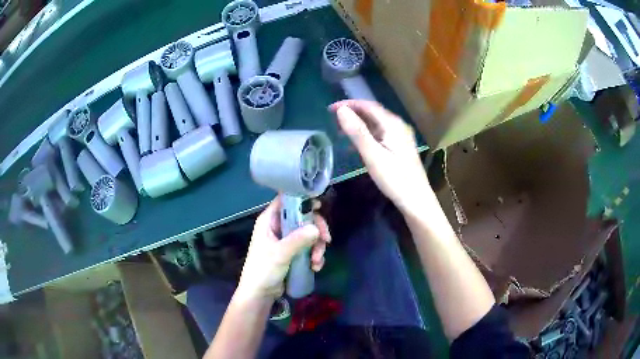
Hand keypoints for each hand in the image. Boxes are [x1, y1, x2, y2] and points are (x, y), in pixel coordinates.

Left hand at [236, 195, 330, 301]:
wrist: (260, 294)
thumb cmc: (263, 270)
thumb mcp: (280, 254)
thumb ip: (298, 240)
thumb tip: (316, 228)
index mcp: (269, 221)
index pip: (286, 201)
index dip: (302, 200)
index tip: (319, 206)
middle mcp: (278, 227)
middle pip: (303, 217)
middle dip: (316, 229)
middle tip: (326, 240)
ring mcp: (286, 240)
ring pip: (309, 233)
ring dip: (317, 246)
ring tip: (317, 261)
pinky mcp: (293, 252)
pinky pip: (309, 247)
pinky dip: (315, 255)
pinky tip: (316, 267)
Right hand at [330, 100, 430, 212]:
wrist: (416, 200)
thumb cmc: (395, 178)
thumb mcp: (373, 155)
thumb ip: (357, 132)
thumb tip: (341, 110)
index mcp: (392, 124)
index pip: (368, 106)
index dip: (349, 104)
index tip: (330, 109)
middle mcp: (398, 126)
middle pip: (373, 113)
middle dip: (353, 113)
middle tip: (333, 118)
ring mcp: (400, 137)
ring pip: (376, 124)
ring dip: (358, 124)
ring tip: (340, 130)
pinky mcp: (399, 148)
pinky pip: (380, 135)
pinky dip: (366, 135)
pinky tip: (356, 145)